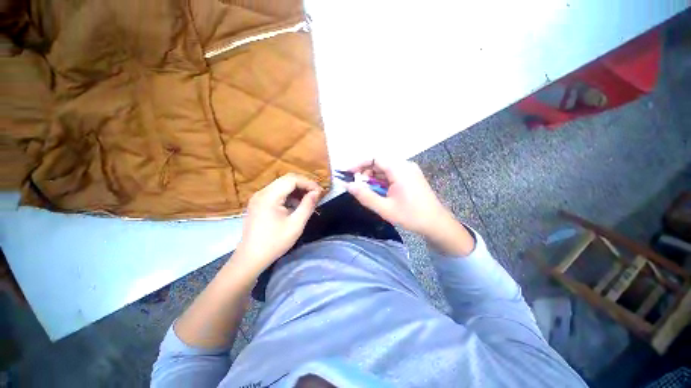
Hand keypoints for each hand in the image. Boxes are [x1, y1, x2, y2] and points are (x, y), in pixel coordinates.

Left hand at [235, 173, 321, 274]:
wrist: (250, 258)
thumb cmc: (274, 242)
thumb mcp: (296, 225)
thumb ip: (307, 206)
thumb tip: (316, 193)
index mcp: (269, 196)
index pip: (292, 179)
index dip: (308, 182)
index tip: (319, 192)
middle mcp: (262, 192)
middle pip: (286, 180)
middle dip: (303, 185)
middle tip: (316, 195)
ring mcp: (258, 197)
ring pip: (281, 185)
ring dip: (296, 190)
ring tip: (308, 200)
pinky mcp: (258, 203)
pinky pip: (276, 193)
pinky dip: (288, 196)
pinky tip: (295, 205)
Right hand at [346, 160, 474, 255]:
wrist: (436, 224)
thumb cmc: (411, 216)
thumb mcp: (385, 208)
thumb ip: (365, 196)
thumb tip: (348, 186)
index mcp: (399, 169)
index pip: (374, 158)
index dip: (359, 164)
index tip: (347, 173)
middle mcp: (405, 165)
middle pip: (379, 163)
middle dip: (365, 172)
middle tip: (357, 186)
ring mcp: (409, 170)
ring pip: (385, 169)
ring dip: (373, 178)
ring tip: (366, 191)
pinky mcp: (411, 177)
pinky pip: (392, 174)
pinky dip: (382, 181)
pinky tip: (379, 191)